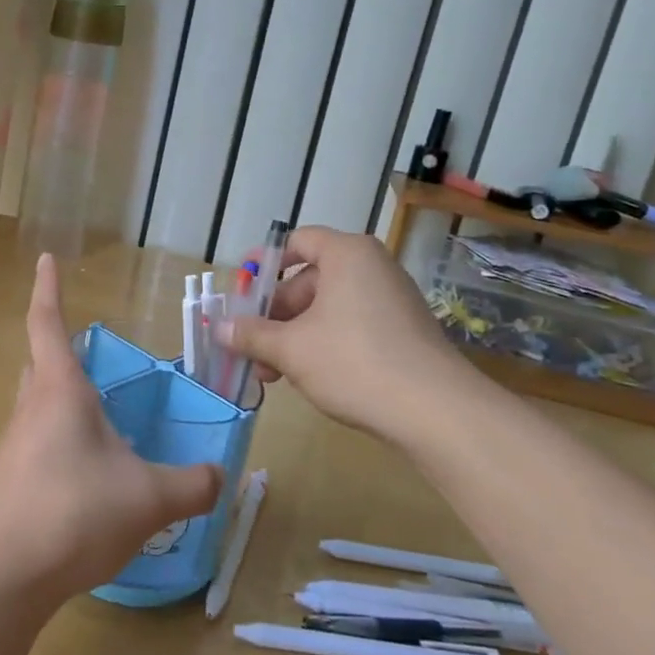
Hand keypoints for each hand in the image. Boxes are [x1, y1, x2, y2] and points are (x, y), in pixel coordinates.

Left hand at [0, 255, 222, 605]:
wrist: (3, 574)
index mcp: (60, 391)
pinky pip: (36, 441)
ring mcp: (15, 445)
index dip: (47, 289)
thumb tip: (219, 476)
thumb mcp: (148, 498)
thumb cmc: (74, 512)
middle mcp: (31, 408)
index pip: (47, 323)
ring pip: (35, 403)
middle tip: (85, 349)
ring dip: (58, 396)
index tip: (44, 258)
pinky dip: (58, 438)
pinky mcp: (9, 479)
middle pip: (38, 362)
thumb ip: (191, 485)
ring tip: (94, 411)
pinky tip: (83, 470)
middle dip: (57, 347)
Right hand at [217, 226, 464, 442]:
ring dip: (293, 335)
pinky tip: (306, 376)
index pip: (297, 242)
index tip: (242, 292)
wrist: (436, 412)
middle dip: (274, 314)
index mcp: (347, 254)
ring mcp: (391, 299)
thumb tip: (218, 328)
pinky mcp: (403, 331)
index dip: (264, 264)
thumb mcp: (291, 349)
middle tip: (249, 346)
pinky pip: (351, 325)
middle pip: (308, 279)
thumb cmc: (354, 362)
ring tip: (271, 373)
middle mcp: (372, 267)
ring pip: (327, 307)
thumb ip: (250, 334)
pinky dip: (323, 343)